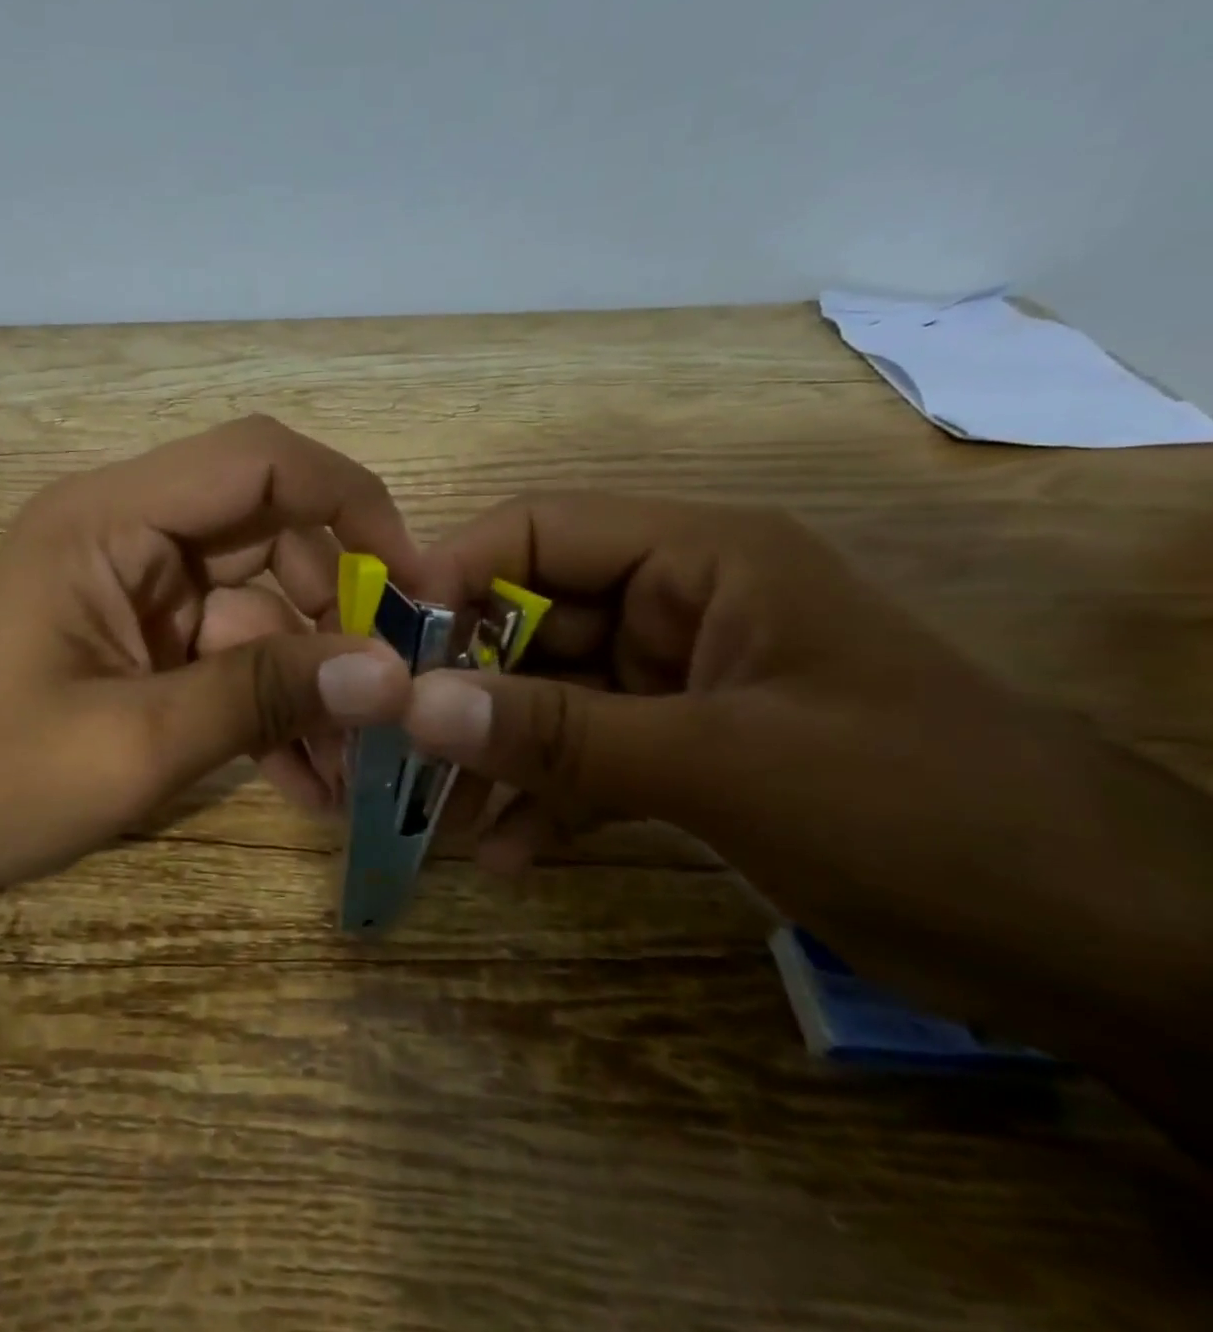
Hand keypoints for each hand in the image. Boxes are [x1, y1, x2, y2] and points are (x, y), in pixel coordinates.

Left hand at [0, 417, 415, 905]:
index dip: (352, 503)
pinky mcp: (141, 645)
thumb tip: (390, 674)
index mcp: (112, 519)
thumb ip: (262, 695)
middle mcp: (130, 535)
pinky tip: (305, 779)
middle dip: (338, 614)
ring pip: (260, 607)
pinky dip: (269, 706)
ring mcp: (137, 593)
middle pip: (272, 536)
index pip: (260, 461)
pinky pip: (229, 656)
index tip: (413, 586)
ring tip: (351, 767)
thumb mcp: (135, 743)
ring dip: (309, 679)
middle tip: (391, 696)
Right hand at [399, 492, 1212, 1073]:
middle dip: (463, 684)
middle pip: (532, 619)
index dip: (453, 575)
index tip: (380, 644)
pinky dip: (543, 796)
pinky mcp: (683, 747)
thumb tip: (416, 708)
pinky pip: (584, 755)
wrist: (1096, 944)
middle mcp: (676, 604)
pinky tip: (506, 852)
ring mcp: (676, 680)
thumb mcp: (722, 765)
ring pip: (549, 695)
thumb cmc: (919, 810)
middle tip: (392, 746)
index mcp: (698, 559)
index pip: (540, 532)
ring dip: (494, 752)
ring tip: (437, 818)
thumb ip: (560, 734)